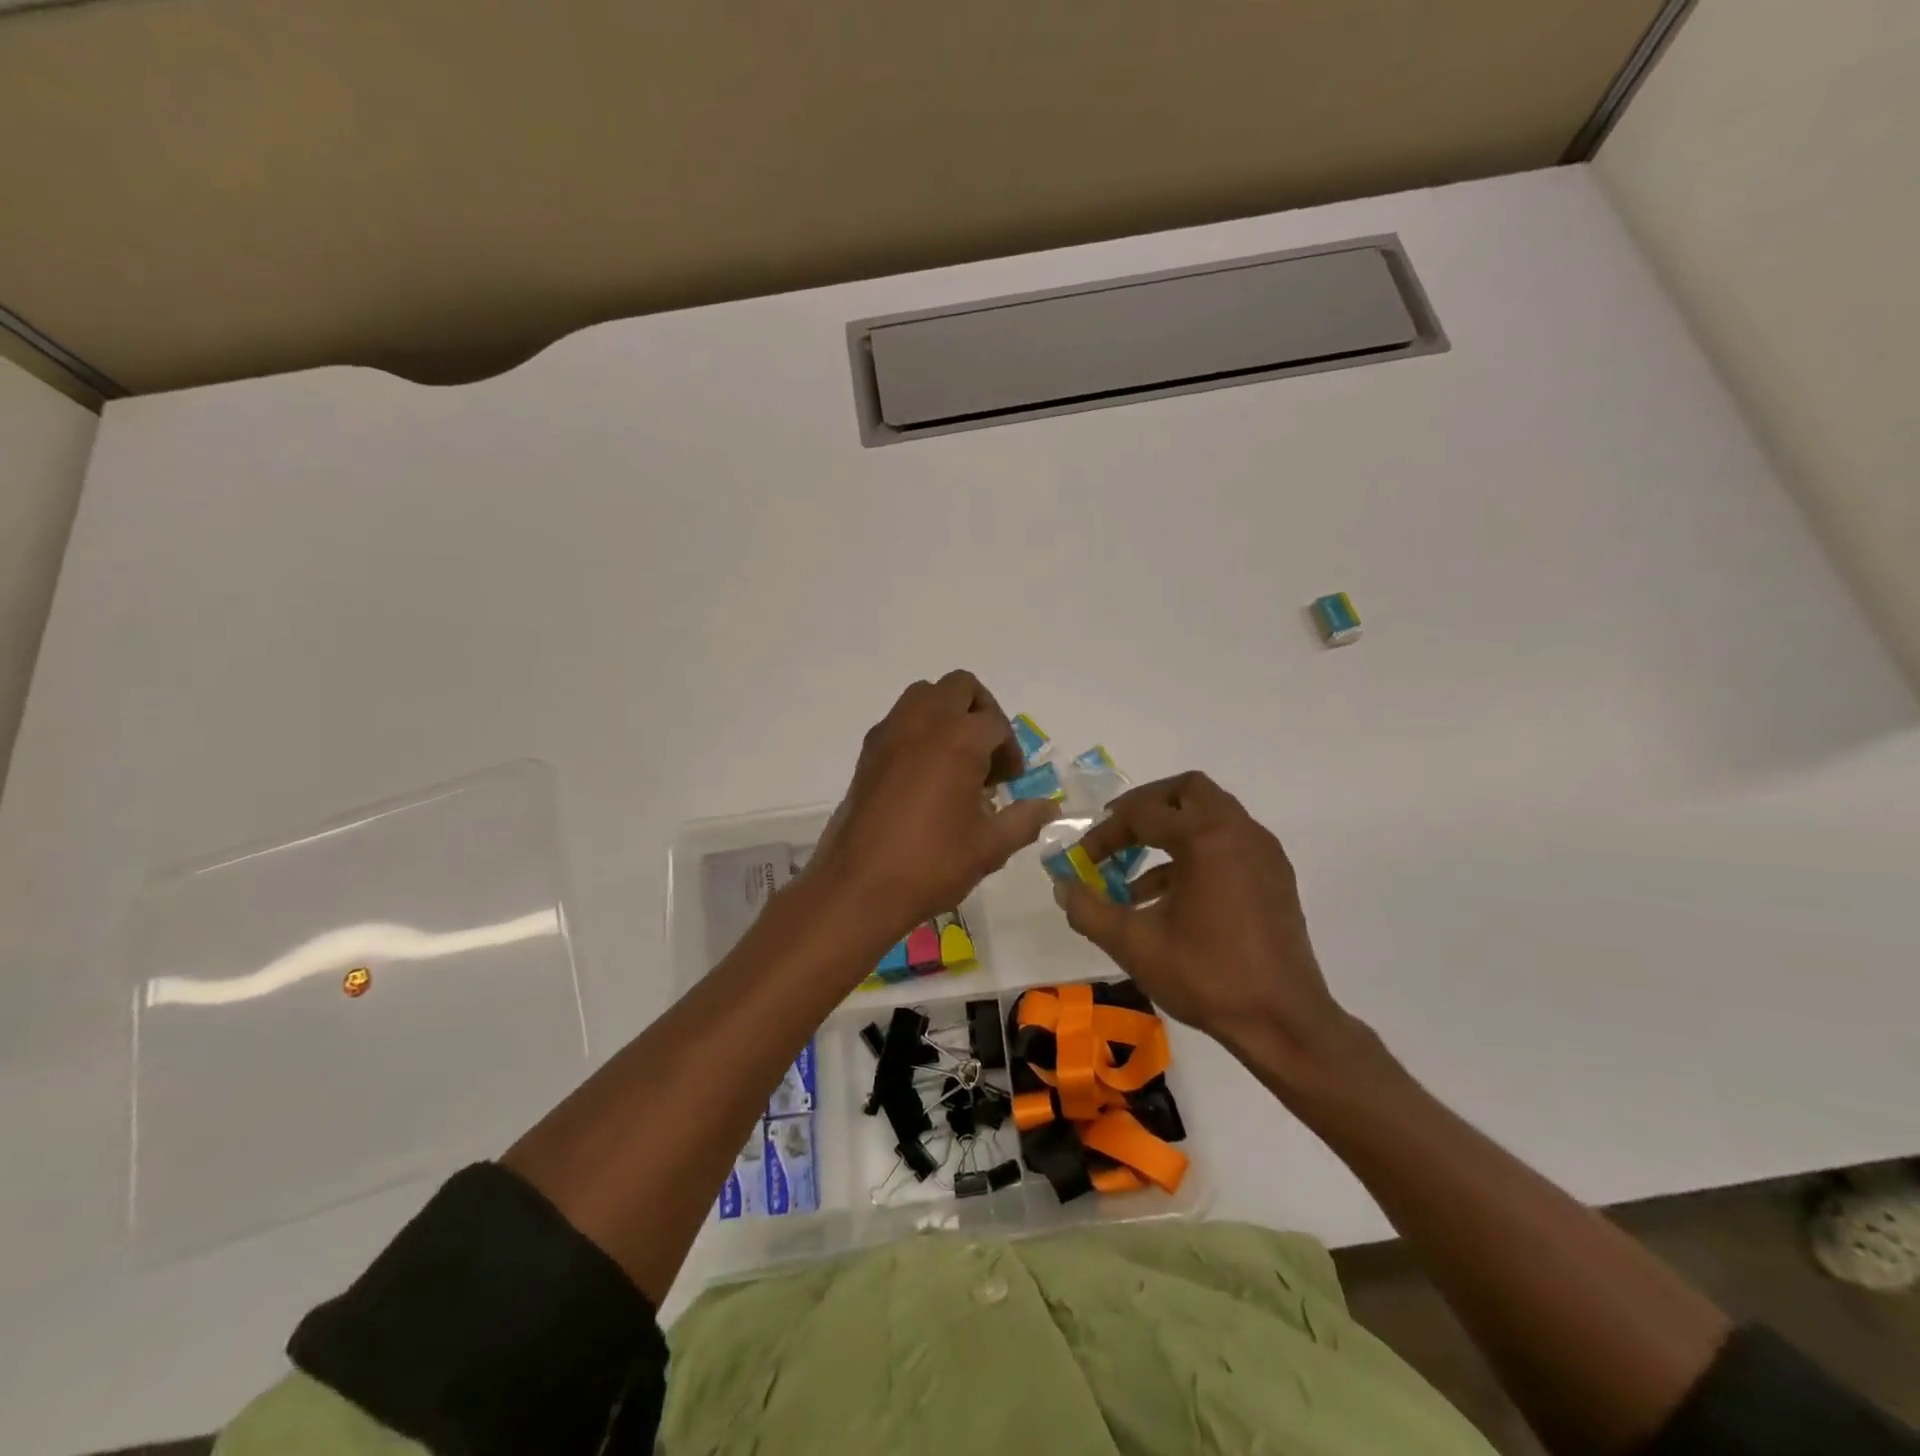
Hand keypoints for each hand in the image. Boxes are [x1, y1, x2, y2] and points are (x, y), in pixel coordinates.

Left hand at [808, 671, 1058, 942]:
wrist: (859, 886)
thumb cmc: (931, 864)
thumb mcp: (990, 847)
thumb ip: (1024, 820)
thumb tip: (1049, 807)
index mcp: (960, 739)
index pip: (997, 724)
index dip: (1011, 752)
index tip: (1010, 785)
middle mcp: (924, 722)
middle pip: (960, 687)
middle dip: (982, 712)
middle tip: (987, 755)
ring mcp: (890, 733)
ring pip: (925, 695)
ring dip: (948, 714)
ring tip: (956, 760)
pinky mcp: (868, 751)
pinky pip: (900, 719)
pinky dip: (919, 730)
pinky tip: (925, 777)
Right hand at [1056, 772, 1352, 1072]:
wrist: (1284, 1022)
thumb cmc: (1207, 976)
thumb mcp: (1134, 944)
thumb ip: (1089, 910)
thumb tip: (1062, 886)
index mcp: (1206, 838)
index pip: (1143, 813)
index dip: (1106, 832)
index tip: (1083, 859)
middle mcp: (1239, 832)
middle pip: (1187, 792)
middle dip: (1146, 807)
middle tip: (1118, 833)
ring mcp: (1263, 853)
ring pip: (1210, 816)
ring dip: (1170, 833)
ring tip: (1134, 878)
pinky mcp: (1275, 877)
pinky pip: (1228, 844)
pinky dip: (1196, 854)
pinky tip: (1170, 899)